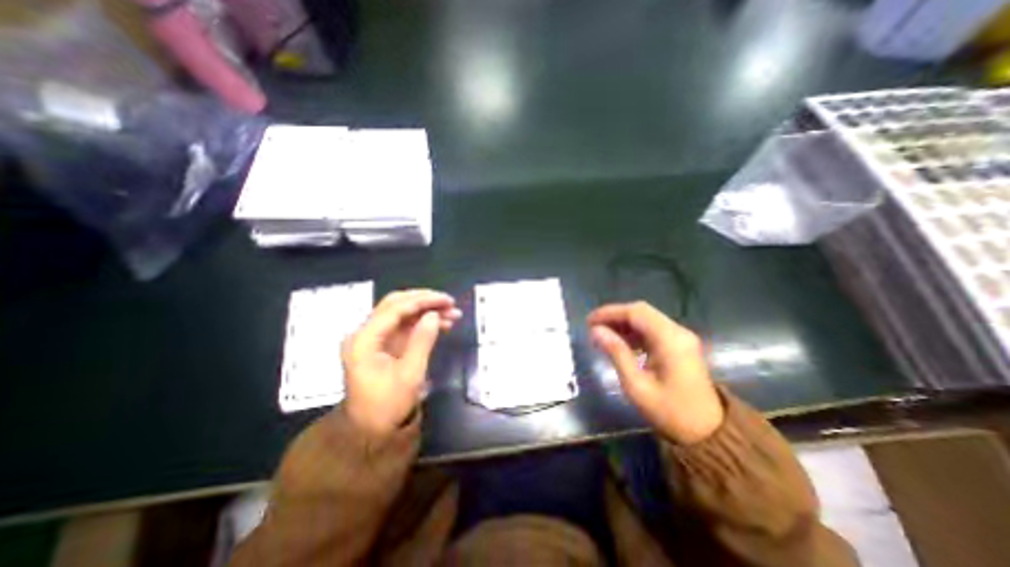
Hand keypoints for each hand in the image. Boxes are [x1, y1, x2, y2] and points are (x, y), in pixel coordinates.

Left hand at [343, 289, 460, 435]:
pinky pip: (404, 326)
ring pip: (402, 313)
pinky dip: (423, 322)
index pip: (395, 308)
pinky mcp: (383, 344)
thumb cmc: (388, 406)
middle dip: (425, 301)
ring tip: (453, 314)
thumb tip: (434, 315)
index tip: (447, 300)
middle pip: (396, 304)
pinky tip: (442, 324)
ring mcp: (374, 338)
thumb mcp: (410, 375)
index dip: (423, 300)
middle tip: (450, 303)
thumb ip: (422, 341)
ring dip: (426, 311)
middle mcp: (365, 333)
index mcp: (364, 340)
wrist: (369, 432)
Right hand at [590, 304, 720, 445]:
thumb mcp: (636, 385)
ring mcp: (681, 337)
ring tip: (603, 334)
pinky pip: (653, 329)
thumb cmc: (670, 412)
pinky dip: (634, 332)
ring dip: (623, 323)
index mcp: (670, 340)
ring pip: (647, 319)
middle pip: (642, 311)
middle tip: (593, 327)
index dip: (610, 313)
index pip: (636, 313)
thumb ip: (616, 353)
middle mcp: (678, 332)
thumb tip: (595, 331)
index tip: (589, 321)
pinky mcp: (680, 345)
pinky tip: (620, 342)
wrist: (709, 434)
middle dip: (615, 316)